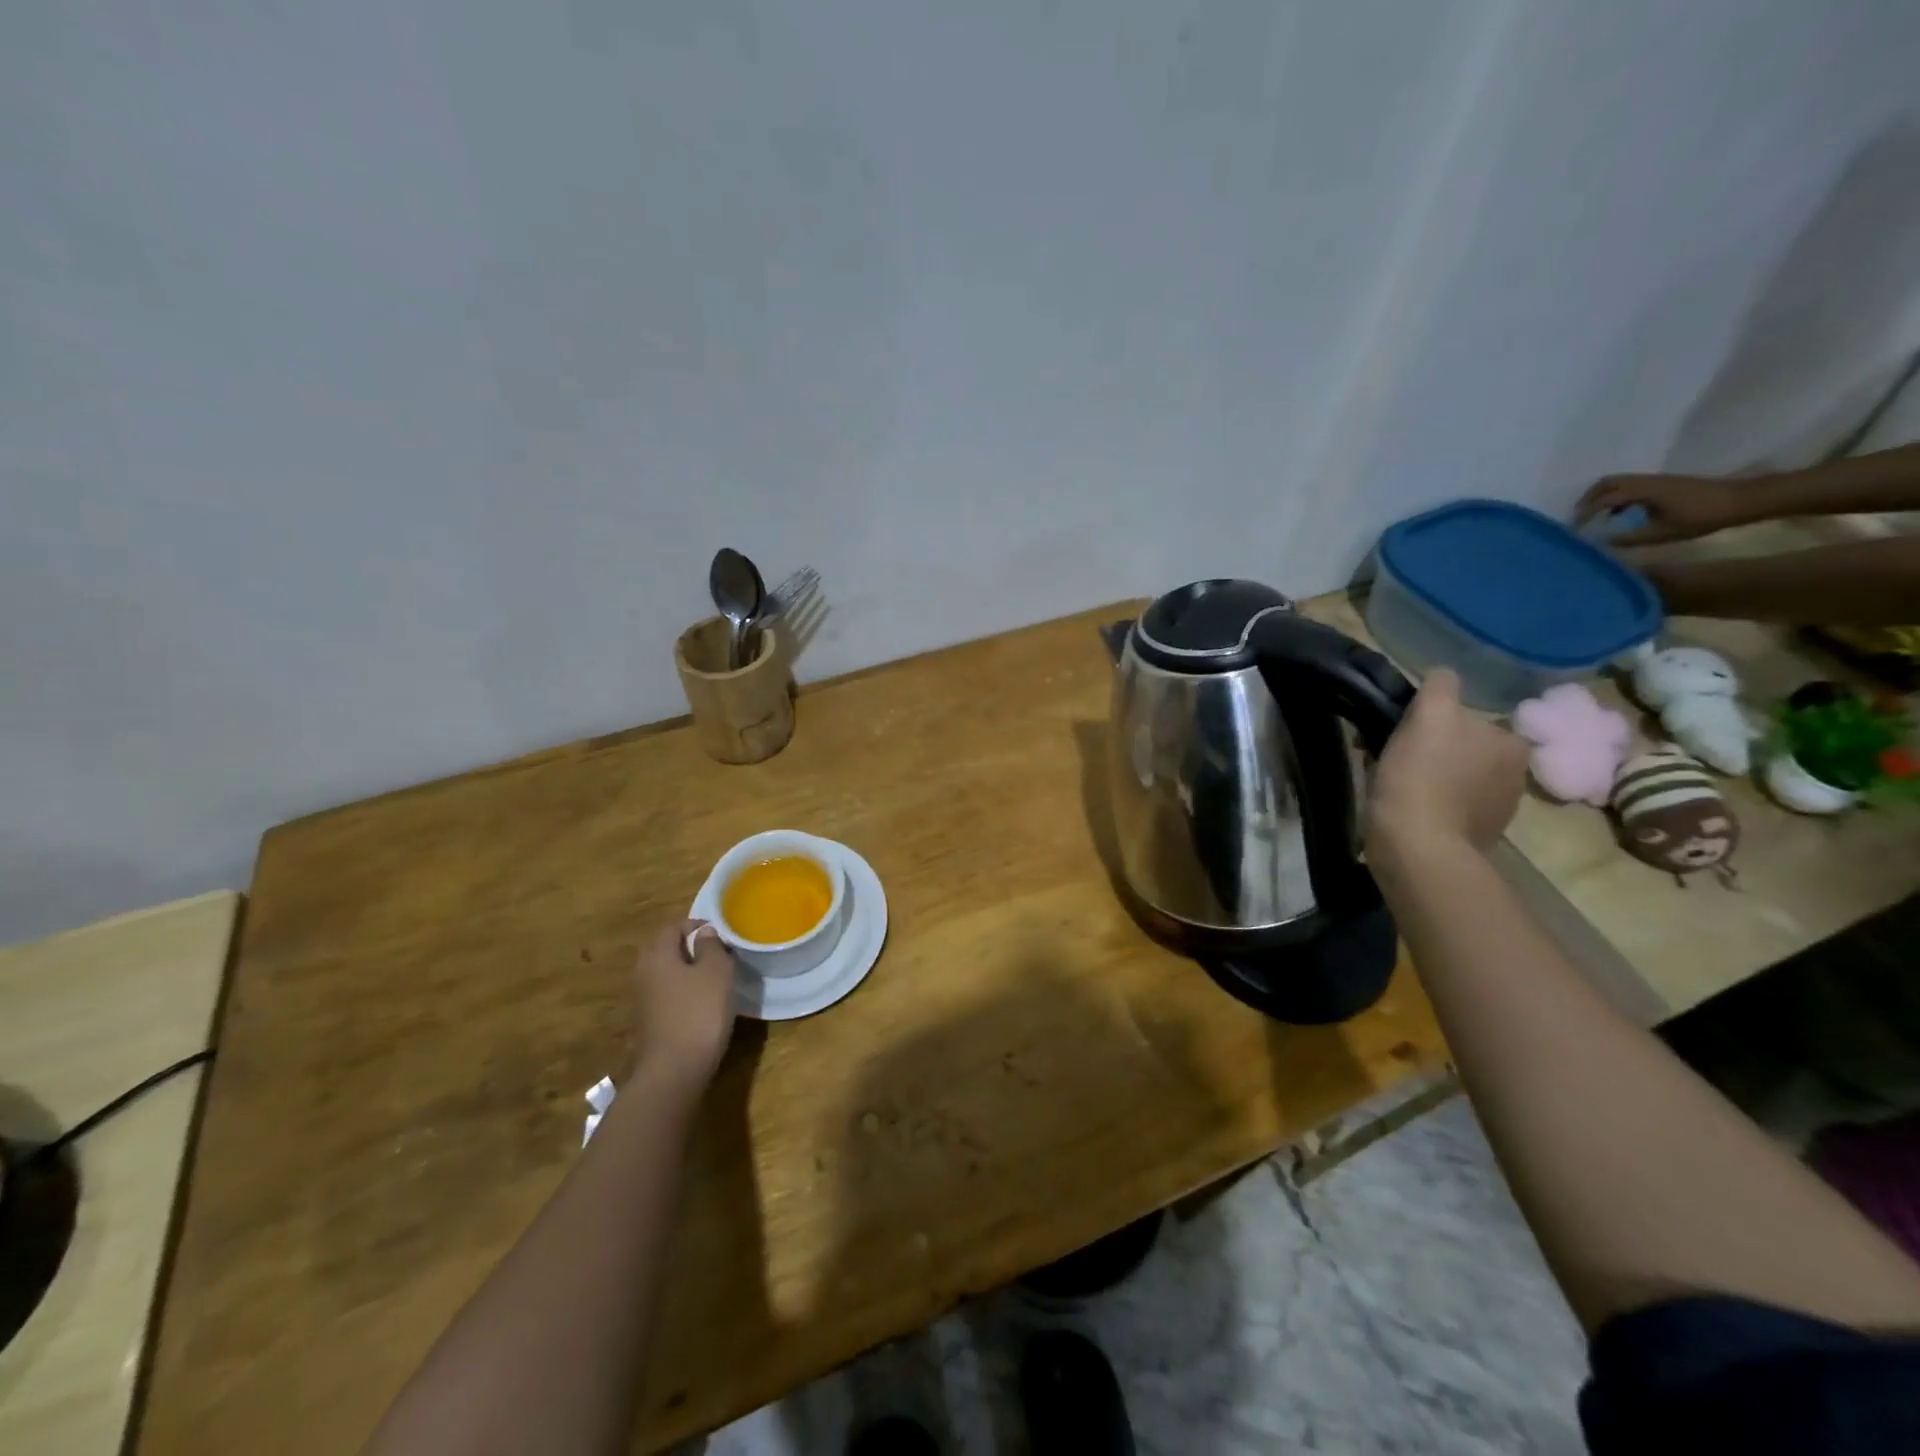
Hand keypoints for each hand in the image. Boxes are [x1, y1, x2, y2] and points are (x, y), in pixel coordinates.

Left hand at [629, 919, 736, 1093]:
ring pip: (666, 972)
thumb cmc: (698, 1012)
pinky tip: (703, 1003)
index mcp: (657, 954)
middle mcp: (644, 972)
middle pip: (665, 948)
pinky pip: (667, 993)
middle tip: (718, 953)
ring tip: (715, 978)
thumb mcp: (716, 972)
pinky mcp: (649, 1021)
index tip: (721, 934)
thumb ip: (711, 946)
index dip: (697, 925)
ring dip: (688, 970)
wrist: (673, 1071)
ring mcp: (643, 999)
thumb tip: (704, 933)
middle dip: (690, 946)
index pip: (673, 926)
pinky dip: (683, 991)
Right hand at [1366, 669, 1528, 862]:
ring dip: (1431, 777)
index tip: (1409, 732)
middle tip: (1397, 757)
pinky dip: (1431, 805)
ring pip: (1456, 777)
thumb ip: (1441, 687)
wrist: (1417, 849)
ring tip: (1397, 786)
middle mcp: (1516, 774)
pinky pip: (1449, 807)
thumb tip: (1442, 675)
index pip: (1469, 715)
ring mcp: (1497, 810)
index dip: (1436, 720)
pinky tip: (1408, 810)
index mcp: (1512, 743)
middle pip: (1464, 746)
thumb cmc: (1422, 778)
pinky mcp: (1474, 837)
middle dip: (1435, 749)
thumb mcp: (1430, 716)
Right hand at [1573, 472, 1753, 545]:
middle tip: (1578, 519)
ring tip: (1594, 517)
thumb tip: (1600, 543)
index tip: (1573, 530)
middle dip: (1587, 500)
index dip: (1584, 514)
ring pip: (1617, 483)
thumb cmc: (1703, 517)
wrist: (1742, 500)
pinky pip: (1629, 485)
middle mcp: (1645, 481)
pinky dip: (1616, 497)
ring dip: (1601, 497)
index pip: (1603, 500)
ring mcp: (1655, 480)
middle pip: (1606, 483)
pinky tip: (1619, 514)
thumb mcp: (1663, 533)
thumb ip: (1628, 538)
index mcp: (1643, 491)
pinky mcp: (1663, 483)